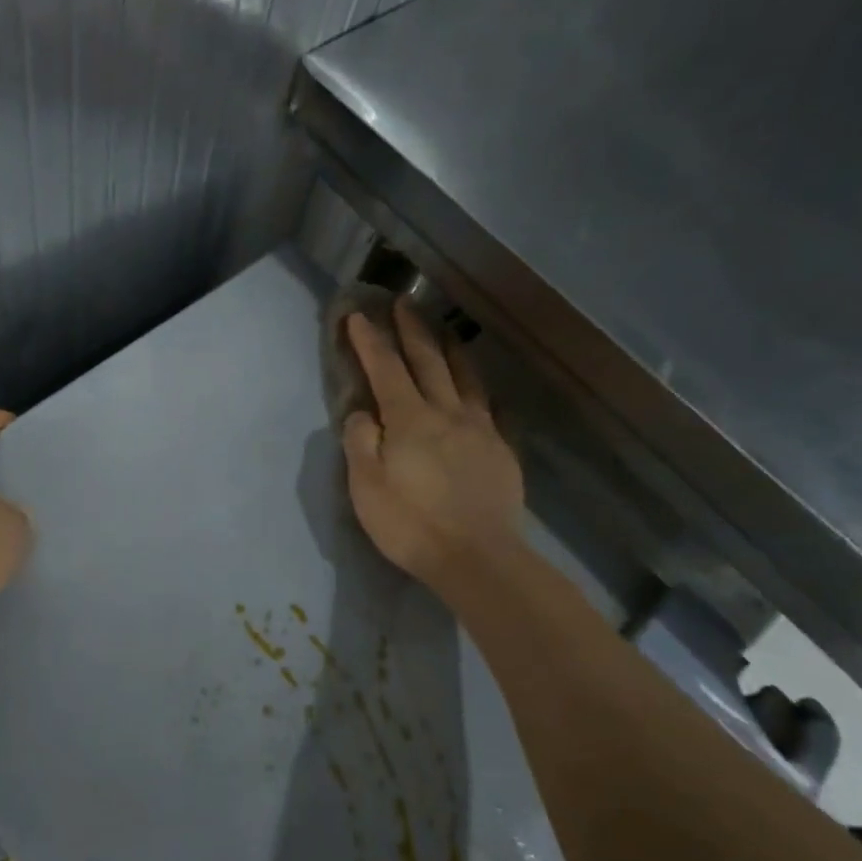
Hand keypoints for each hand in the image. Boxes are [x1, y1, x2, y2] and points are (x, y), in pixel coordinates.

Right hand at [342, 299, 524, 586]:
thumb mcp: (366, 487)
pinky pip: (492, 407)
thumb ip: (361, 443)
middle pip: (428, 361)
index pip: (385, 369)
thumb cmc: (412, 525)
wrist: (478, 559)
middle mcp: (446, 413)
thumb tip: (363, 412)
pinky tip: (483, 388)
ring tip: (444, 329)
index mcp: (409, 420)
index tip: (359, 315)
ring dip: (451, 347)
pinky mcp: (501, 449)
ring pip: (465, 376)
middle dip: (412, 329)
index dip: (370, 341)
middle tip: (403, 301)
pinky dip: (481, 389)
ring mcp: (480, 429)